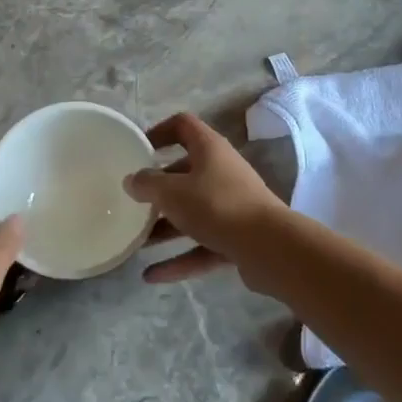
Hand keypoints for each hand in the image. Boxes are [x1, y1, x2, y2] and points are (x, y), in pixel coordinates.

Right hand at [124, 112, 290, 283]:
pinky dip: (179, 258)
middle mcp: (222, 171)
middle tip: (134, 201)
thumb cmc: (216, 205)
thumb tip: (132, 180)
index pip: (183, 125)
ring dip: (165, 227)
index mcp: (209, 148)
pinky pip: (202, 245)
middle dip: (159, 188)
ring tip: (137, 242)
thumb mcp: (173, 192)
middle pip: (185, 172)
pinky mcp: (237, 237)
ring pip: (193, 212)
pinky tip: (151, 275)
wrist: (269, 247)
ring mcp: (232, 205)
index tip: (139, 150)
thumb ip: (148, 184)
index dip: (160, 131)